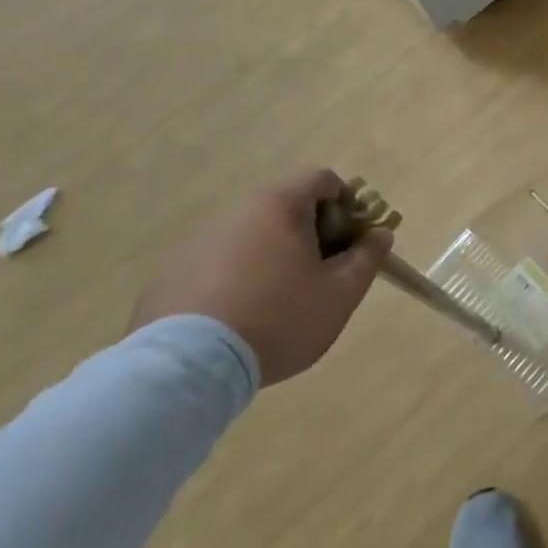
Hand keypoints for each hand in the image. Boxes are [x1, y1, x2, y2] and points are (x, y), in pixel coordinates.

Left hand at [129, 168, 391, 386]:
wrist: (188, 368)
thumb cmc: (280, 318)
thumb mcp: (341, 293)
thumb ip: (367, 257)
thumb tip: (379, 234)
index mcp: (278, 206)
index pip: (322, 179)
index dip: (347, 204)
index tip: (351, 241)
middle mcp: (235, 213)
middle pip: (285, 209)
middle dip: (310, 235)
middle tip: (321, 277)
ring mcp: (195, 243)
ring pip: (250, 239)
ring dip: (271, 258)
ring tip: (276, 306)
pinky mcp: (168, 276)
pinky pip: (216, 267)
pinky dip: (234, 281)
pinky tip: (237, 321)